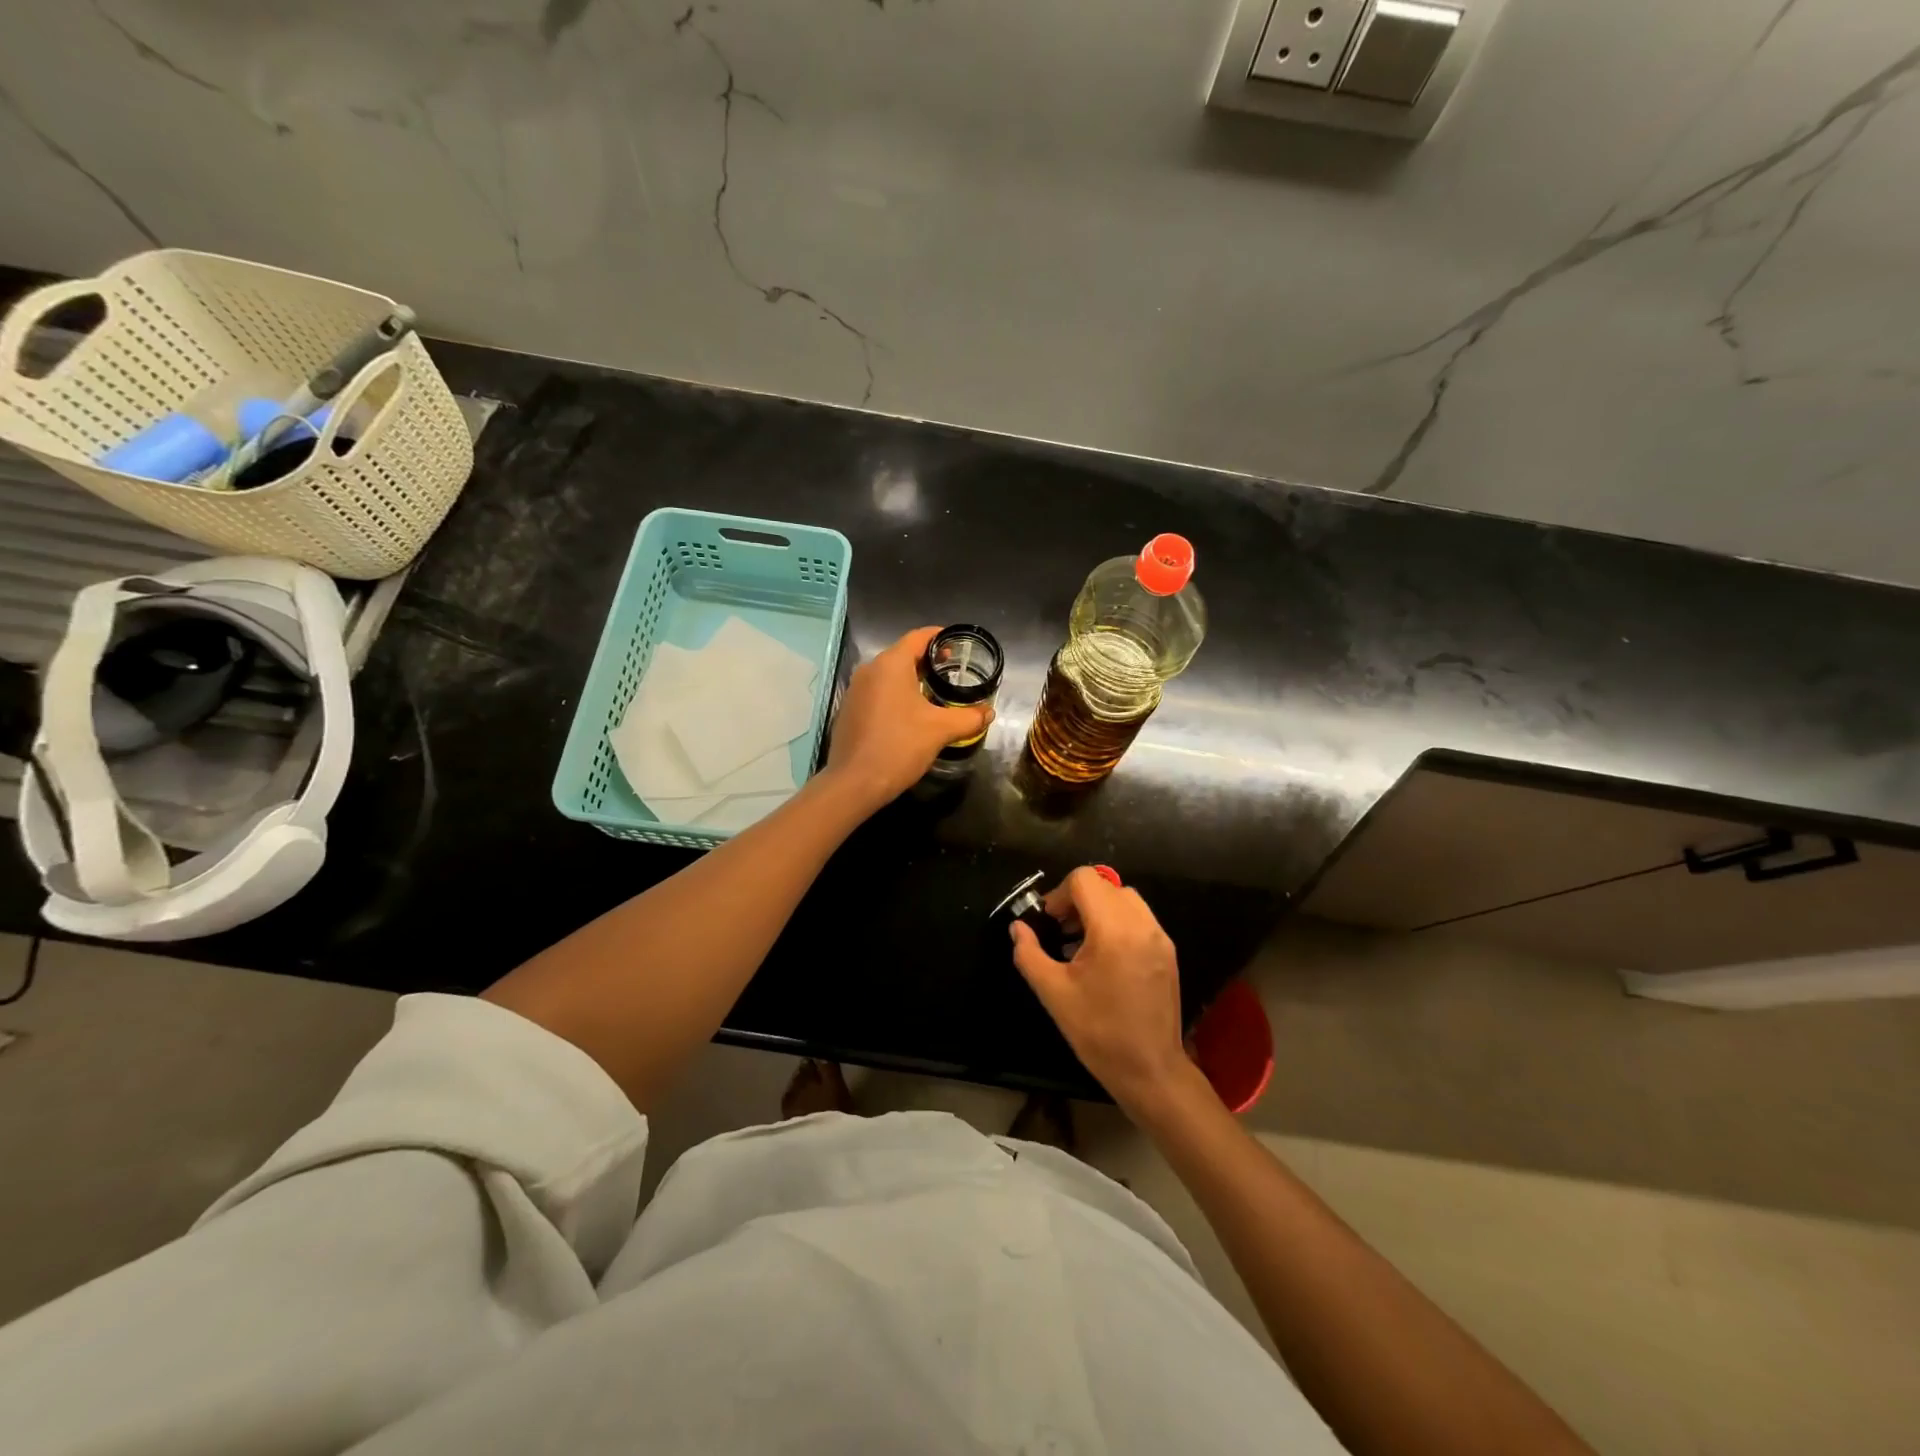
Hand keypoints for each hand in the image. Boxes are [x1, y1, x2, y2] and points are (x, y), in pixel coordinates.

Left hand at [822, 626, 992, 812]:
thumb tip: (988, 712)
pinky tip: (911, 715)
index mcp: (890, 664)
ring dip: (913, 680)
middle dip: (929, 661)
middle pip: (903, 654)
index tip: (958, 644)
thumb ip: (968, 717)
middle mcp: (869, 670)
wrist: (854, 783)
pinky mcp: (850, 710)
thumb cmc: (899, 746)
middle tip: (953, 671)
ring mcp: (856, 690)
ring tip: (936, 694)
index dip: (940, 636)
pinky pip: (878, 692)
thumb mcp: (940, 730)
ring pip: (890, 675)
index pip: (918, 637)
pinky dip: (897, 695)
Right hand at [1009, 867, 1192, 1113]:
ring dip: (1099, 908)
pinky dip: (1118, 922)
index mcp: (1113, 931)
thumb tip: (1017, 928)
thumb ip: (1029, 954)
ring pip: (1125, 898)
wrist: (1150, 1071)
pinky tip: (1104, 956)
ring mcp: (1160, 937)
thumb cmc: (1098, 1032)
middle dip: (1078, 900)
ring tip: (1081, 942)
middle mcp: (1142, 925)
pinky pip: (1140, 918)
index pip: (1085, 880)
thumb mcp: (1053, 993)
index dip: (1060, 893)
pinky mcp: (1168, 951)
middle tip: (1061, 931)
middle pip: (1105, 885)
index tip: (1049, 921)